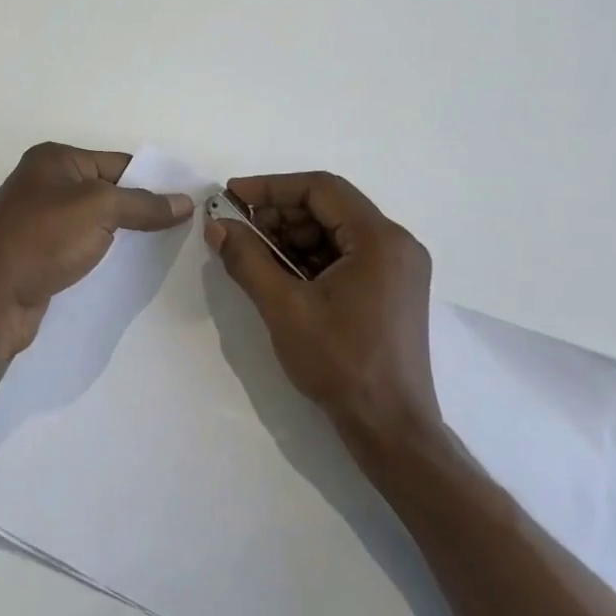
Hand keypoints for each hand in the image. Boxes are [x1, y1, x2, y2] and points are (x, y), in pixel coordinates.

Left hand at [0, 143, 192, 357]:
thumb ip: (144, 204)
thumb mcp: (100, 208)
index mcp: (55, 161)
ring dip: (126, 239)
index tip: (188, 203)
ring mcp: (41, 225)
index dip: (154, 181)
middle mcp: (46, 187)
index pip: (119, 163)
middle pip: (109, 194)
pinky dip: (106, 261)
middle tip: (185, 230)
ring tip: (167, 253)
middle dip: (142, 212)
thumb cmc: (42, 237)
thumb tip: (185, 202)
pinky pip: (84, 253)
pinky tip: (132, 274)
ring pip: (97, 227)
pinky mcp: (41, 260)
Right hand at [206, 172, 439, 454]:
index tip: (232, 196)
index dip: (271, 188)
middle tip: (238, 229)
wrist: (390, 427)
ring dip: (292, 237)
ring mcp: (398, 268)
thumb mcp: (284, 308)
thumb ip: (248, 260)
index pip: (321, 189)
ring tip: (253, 254)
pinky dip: (311, 259)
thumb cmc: (340, 363)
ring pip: (336, 233)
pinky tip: (280, 274)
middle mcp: (396, 244)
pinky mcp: (391, 290)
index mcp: (380, 239)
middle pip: (330, 208)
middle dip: (280, 214)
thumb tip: (217, 225)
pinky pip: (346, 257)